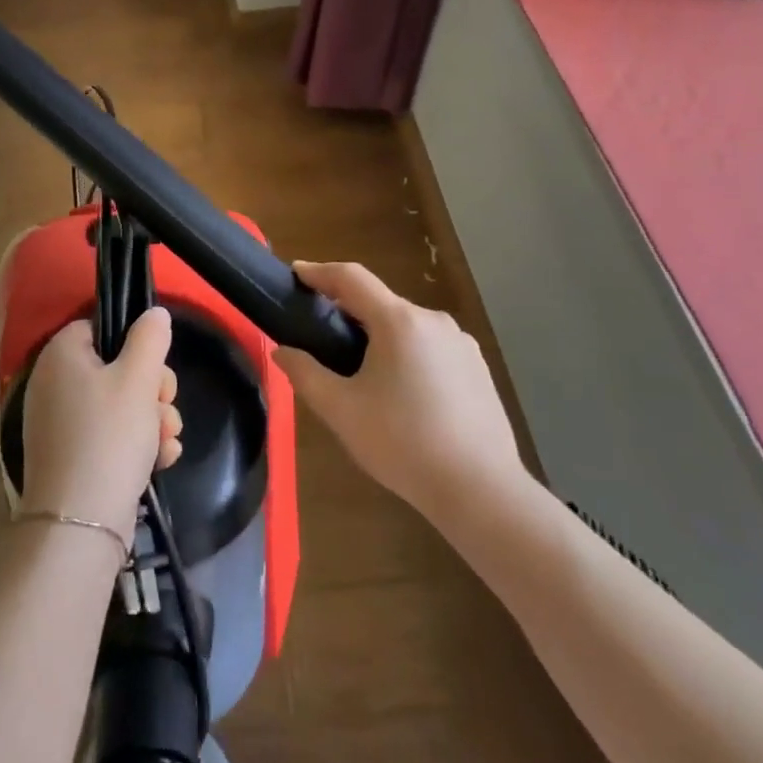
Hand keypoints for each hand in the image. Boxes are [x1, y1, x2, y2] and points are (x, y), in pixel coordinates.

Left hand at [18, 308, 183, 543]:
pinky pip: (109, 436)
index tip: (156, 368)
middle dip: (152, 389)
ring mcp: (60, 423)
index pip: (100, 328)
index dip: (135, 345)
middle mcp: (54, 384)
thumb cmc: (109, 436)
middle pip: (115, 368)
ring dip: (151, 419)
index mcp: (61, 355)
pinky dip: (135, 444)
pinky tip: (161, 459)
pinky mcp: (71, 457)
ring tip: (168, 439)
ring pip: (119, 405)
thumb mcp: (138, 378)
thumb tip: (154, 313)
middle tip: (165, 406)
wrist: (81, 522)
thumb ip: (150, 338)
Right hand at [275, 261, 526, 521]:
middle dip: (347, 311)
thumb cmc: (403, 444)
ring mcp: (461, 344)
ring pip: (406, 327)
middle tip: (321, 336)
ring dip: (378, 336)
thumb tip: (282, 351)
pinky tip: (401, 393)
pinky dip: (406, 355)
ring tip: (359, 372)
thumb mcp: (341, 410)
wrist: (481, 491)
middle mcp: (433, 320)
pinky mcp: (478, 368)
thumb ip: (305, 374)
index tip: (295, 274)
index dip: (319, 272)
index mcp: (398, 321)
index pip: (351, 278)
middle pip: (380, 303)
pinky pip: (430, 347)